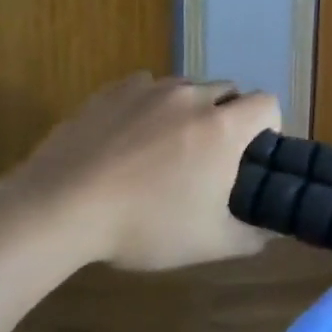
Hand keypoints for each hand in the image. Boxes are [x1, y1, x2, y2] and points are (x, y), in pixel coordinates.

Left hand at [2, 74, 280, 271]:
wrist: (59, 208)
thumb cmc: (145, 226)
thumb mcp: (208, 244)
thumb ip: (252, 236)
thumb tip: (273, 232)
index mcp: (223, 127)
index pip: (268, 103)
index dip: (268, 126)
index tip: (252, 154)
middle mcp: (192, 96)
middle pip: (229, 91)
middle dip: (229, 117)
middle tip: (210, 156)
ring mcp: (149, 89)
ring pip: (187, 88)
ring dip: (190, 110)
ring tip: (166, 147)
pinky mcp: (112, 90)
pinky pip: (147, 87)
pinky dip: (151, 106)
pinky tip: (131, 138)